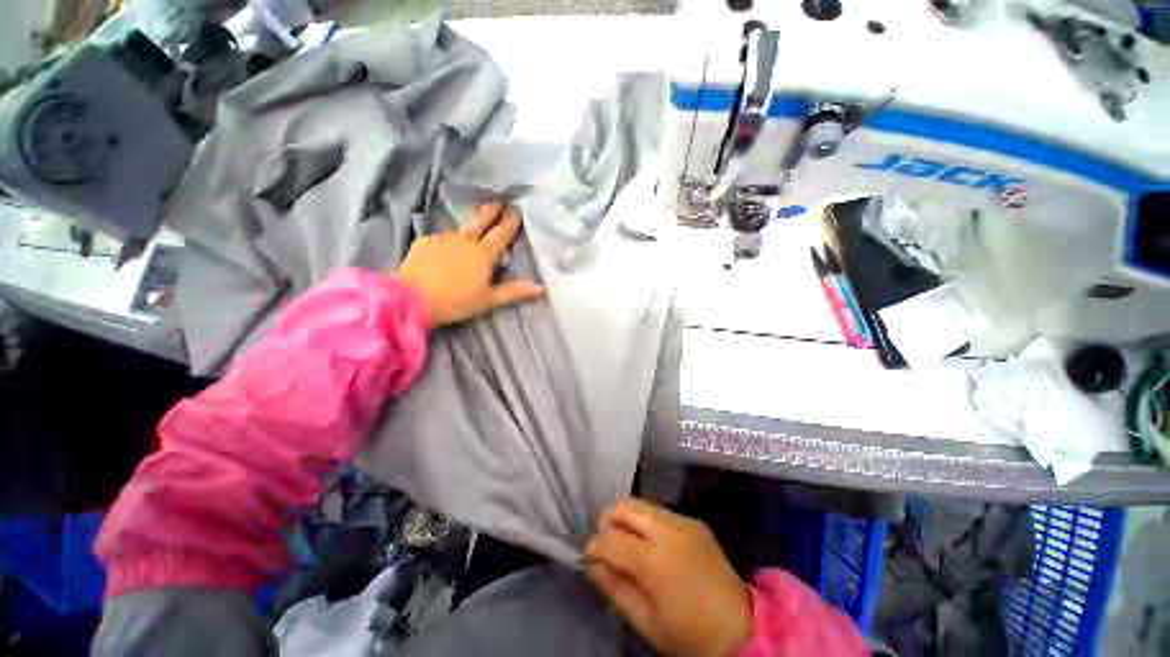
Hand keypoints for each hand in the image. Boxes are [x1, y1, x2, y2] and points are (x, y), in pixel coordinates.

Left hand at [397, 202, 544, 326]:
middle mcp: (465, 240)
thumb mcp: (489, 300)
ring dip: (468, 227)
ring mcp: (443, 238)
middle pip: (481, 221)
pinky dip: (446, 241)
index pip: (501, 234)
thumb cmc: (457, 301)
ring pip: (460, 230)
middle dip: (491, 211)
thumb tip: (541, 288)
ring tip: (470, 230)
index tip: (516, 212)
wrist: (412, 299)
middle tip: (498, 201)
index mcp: (483, 254)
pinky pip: (439, 238)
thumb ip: (515, 292)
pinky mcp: (424, 242)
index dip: (510, 223)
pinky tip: (443, 248)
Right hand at [585, 499, 752, 656]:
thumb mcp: (647, 622)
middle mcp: (668, 529)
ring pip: (641, 504)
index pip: (611, 537)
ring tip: (625, 541)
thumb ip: (616, 588)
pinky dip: (646, 521)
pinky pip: (660, 511)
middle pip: (625, 506)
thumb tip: (592, 563)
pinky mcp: (694, 521)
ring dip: (627, 518)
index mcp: (655, 560)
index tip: (590, 556)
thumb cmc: (690, 634)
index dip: (594, 545)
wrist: (742, 627)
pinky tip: (651, 544)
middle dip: (607, 519)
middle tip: (605, 541)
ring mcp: (684, 521)